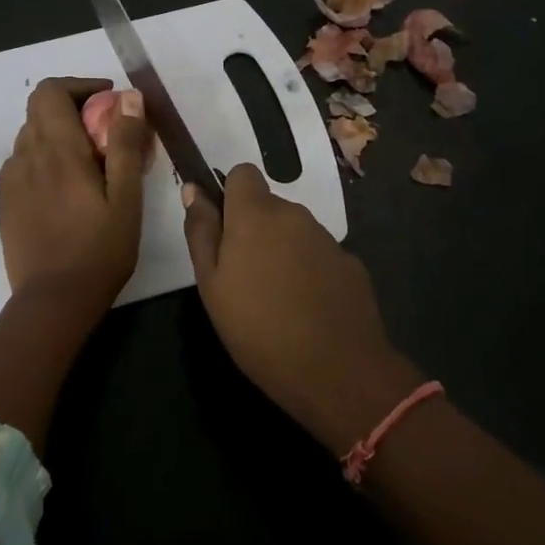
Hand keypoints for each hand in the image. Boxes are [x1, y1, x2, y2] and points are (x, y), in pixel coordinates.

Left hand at [0, 78, 150, 311]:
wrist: (53, 300)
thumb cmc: (99, 250)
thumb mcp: (126, 198)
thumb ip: (126, 143)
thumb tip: (129, 97)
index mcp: (58, 150)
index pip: (51, 91)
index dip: (79, 86)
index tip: (108, 101)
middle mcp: (27, 156)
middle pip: (39, 108)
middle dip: (72, 106)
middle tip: (104, 130)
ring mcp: (12, 179)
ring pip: (31, 134)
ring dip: (58, 132)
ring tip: (89, 160)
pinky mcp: (6, 200)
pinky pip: (23, 160)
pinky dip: (44, 156)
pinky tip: (66, 186)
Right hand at [182, 164, 421, 454]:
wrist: (337, 371)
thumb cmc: (258, 329)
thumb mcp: (211, 284)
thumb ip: (201, 231)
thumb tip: (193, 188)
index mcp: (256, 214)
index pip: (243, 173)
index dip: (230, 195)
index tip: (222, 230)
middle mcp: (294, 214)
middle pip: (268, 205)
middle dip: (254, 229)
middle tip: (242, 277)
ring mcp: (327, 239)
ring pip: (294, 231)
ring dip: (282, 250)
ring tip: (275, 299)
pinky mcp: (351, 264)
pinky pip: (319, 255)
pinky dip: (309, 271)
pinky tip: (307, 309)